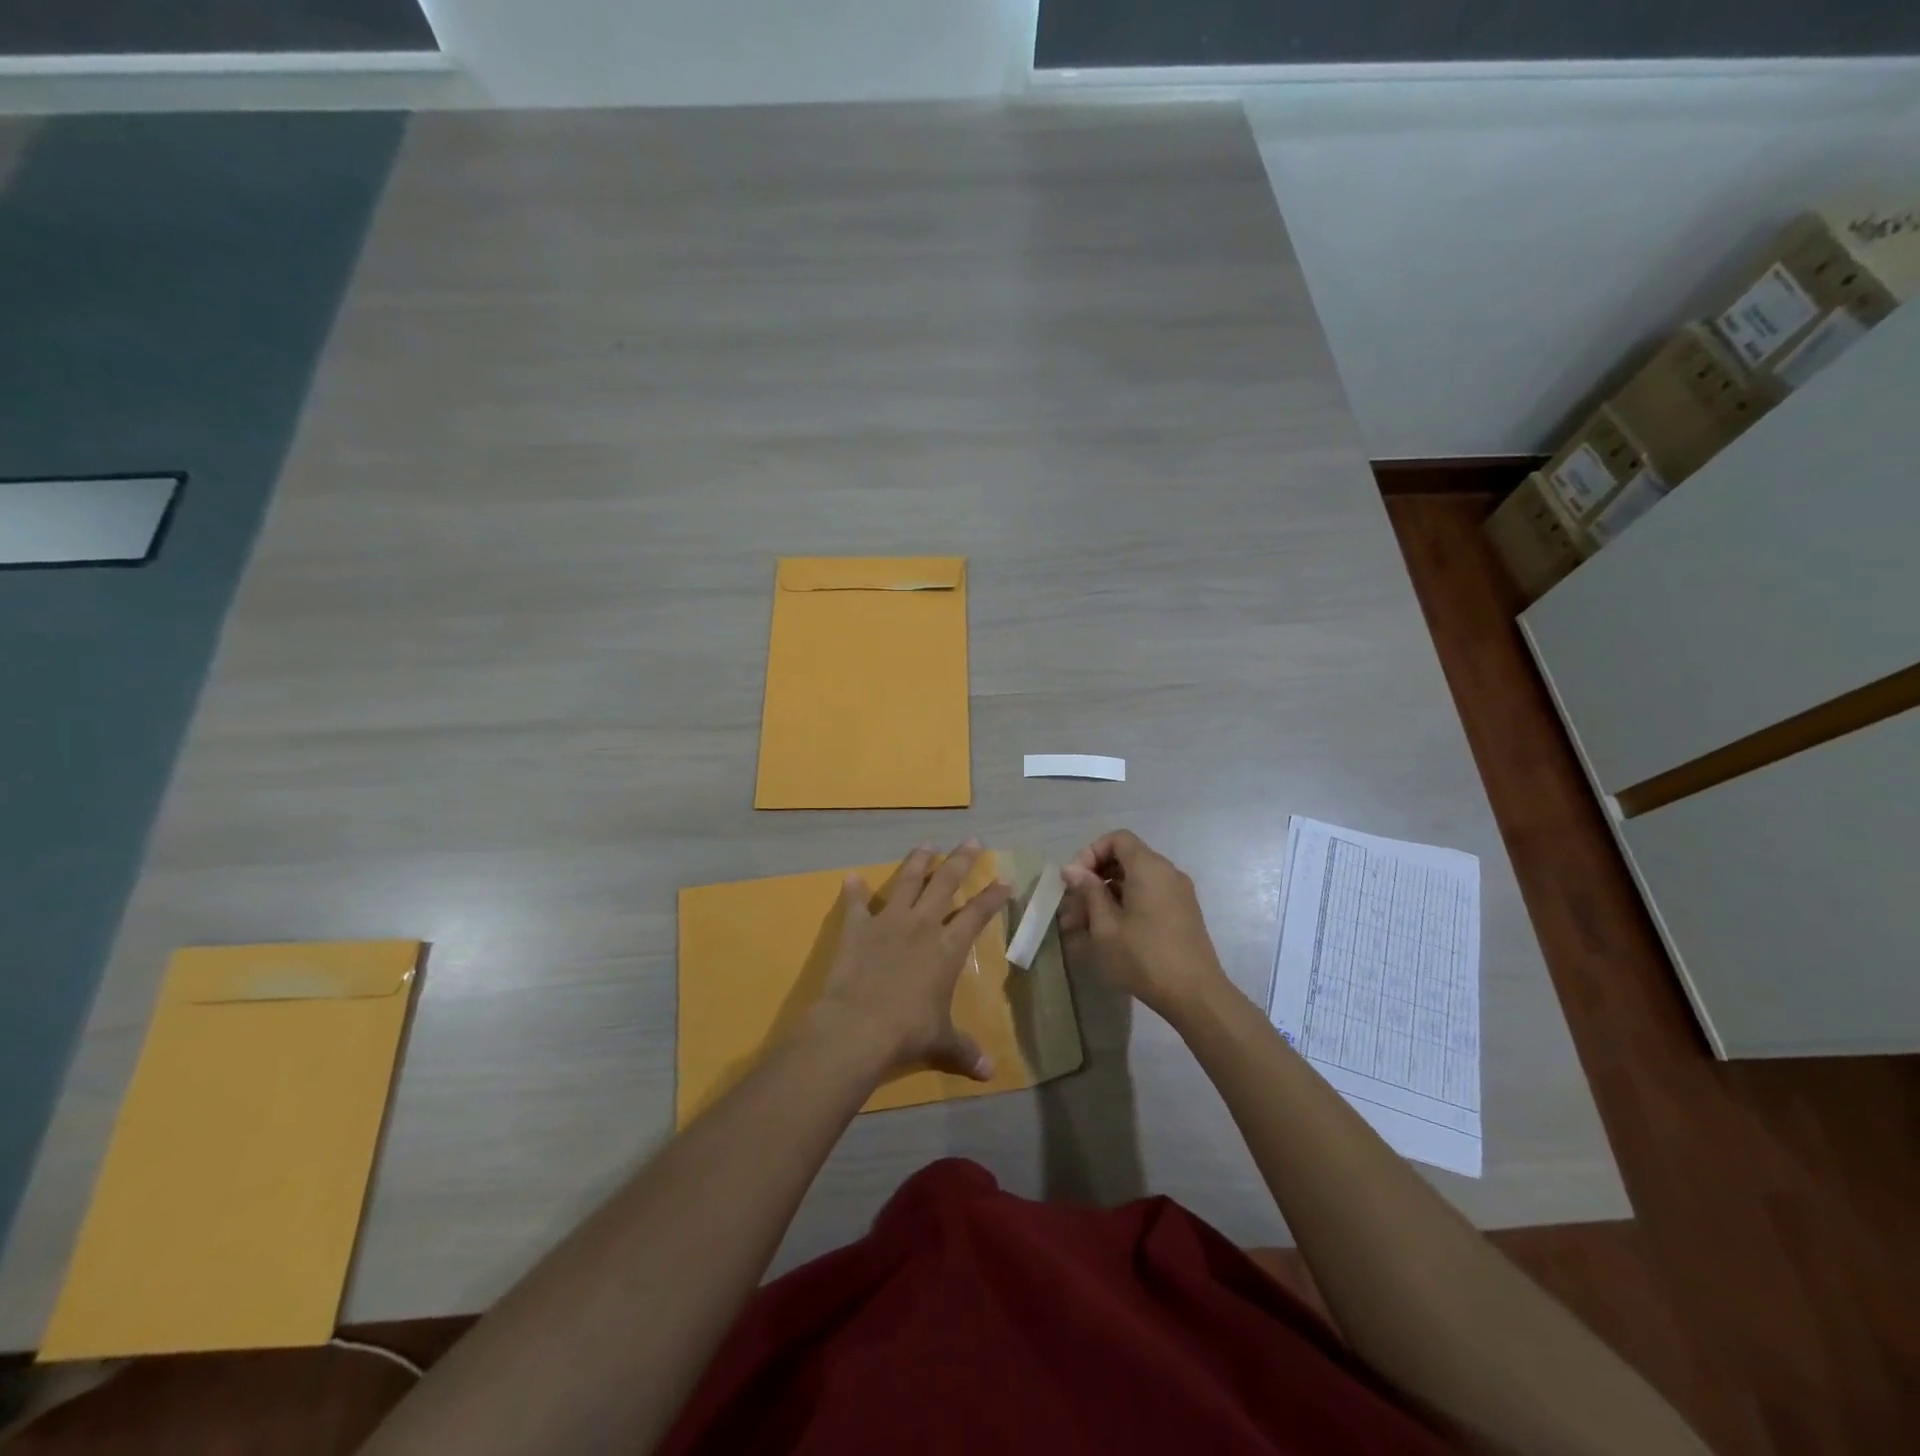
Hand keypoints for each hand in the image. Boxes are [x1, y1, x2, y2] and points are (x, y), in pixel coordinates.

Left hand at [811, 840, 1013, 1082]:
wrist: (858, 1026)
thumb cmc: (907, 1032)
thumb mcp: (941, 1042)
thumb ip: (965, 1051)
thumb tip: (989, 1074)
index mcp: (947, 948)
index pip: (977, 914)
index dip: (993, 896)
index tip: (1005, 879)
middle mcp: (922, 925)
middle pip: (945, 883)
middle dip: (960, 860)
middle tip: (972, 841)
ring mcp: (888, 922)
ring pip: (906, 881)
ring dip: (918, 861)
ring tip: (926, 845)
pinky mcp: (857, 928)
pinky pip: (856, 903)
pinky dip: (854, 890)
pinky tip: (851, 877)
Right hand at [1060, 830, 1229, 1019]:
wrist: (1196, 995)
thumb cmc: (1144, 957)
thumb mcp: (1106, 925)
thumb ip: (1088, 891)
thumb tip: (1072, 869)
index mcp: (1149, 867)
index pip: (1117, 839)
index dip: (1091, 853)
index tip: (1075, 881)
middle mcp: (1167, 873)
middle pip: (1124, 860)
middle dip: (1093, 880)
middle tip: (1071, 909)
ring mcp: (1177, 894)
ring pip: (1133, 883)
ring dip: (1105, 898)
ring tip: (1079, 927)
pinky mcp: (1181, 914)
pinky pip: (1147, 898)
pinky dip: (1125, 907)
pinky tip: (1105, 934)